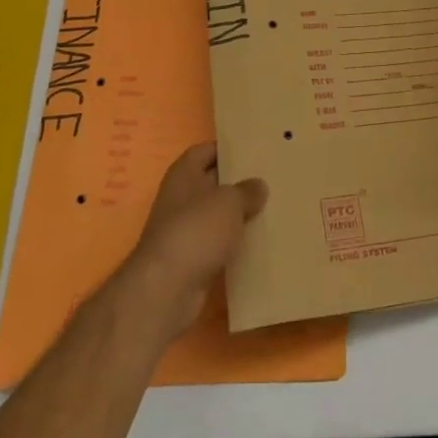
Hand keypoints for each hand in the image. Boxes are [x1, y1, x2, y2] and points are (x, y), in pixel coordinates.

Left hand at [116, 143, 266, 342]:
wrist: (167, 289)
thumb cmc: (196, 230)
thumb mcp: (229, 202)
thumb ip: (246, 190)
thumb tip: (258, 186)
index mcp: (184, 174)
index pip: (206, 150)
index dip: (227, 148)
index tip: (254, 149)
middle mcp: (181, 198)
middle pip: (212, 182)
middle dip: (237, 182)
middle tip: (270, 177)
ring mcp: (184, 231)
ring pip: (217, 215)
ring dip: (238, 215)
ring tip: (271, 208)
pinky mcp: (191, 260)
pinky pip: (218, 244)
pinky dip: (234, 243)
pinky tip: (258, 241)